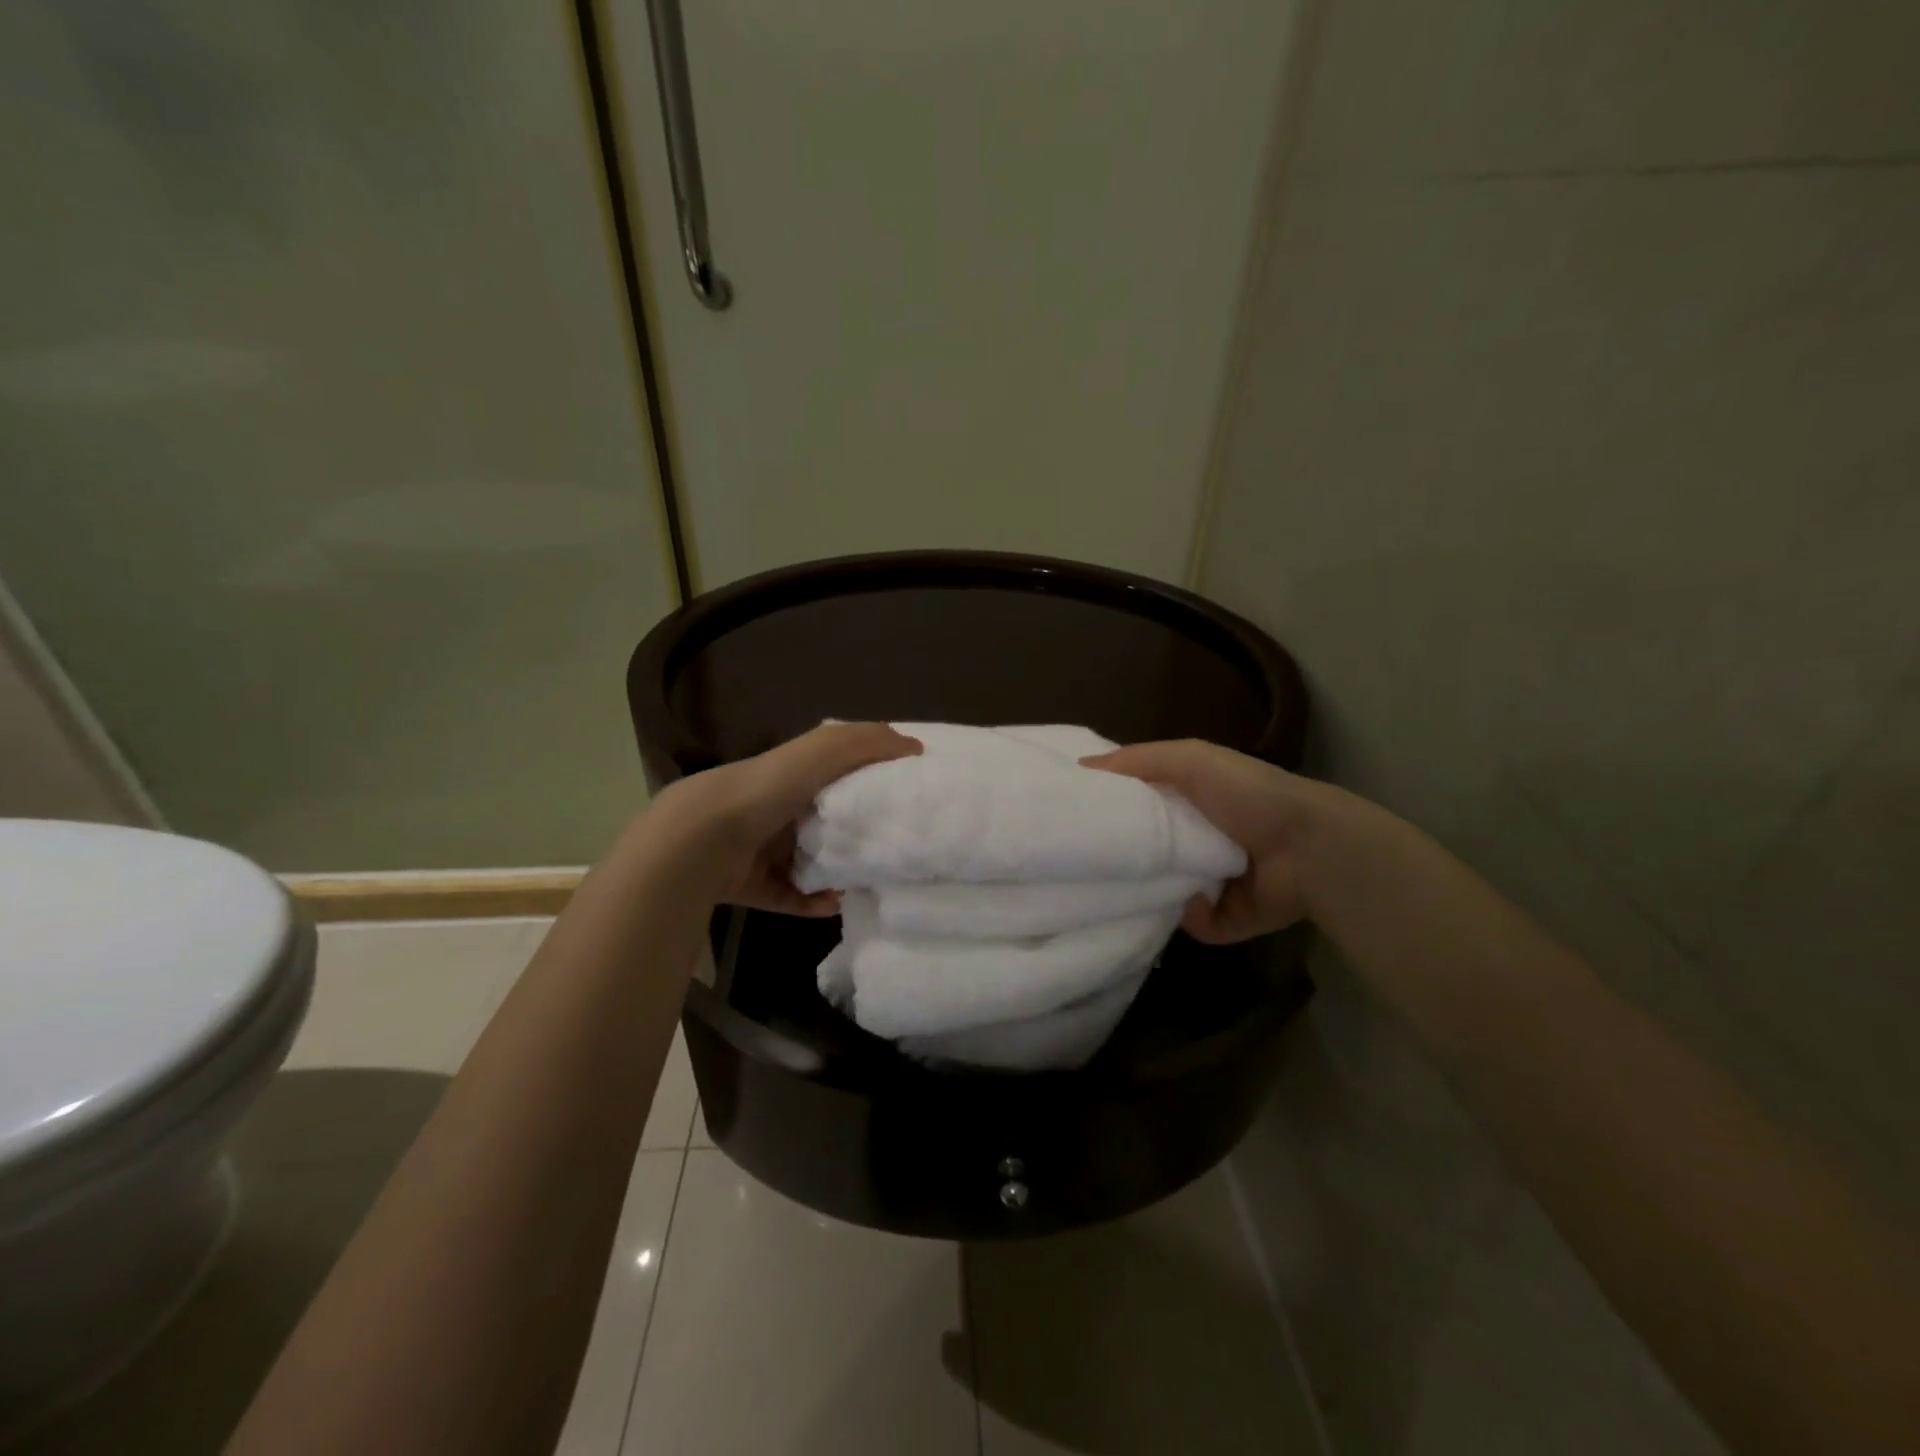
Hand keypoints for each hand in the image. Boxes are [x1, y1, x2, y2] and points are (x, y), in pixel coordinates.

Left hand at [651, 722, 921, 915]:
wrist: (702, 840)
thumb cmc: (767, 789)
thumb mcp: (821, 752)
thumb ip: (865, 743)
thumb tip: (913, 746)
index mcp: (790, 775)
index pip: (833, 773)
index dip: (865, 780)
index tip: (900, 796)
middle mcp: (775, 808)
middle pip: (822, 820)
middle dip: (854, 833)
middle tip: (889, 846)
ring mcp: (761, 849)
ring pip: (808, 861)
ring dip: (836, 872)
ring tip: (866, 880)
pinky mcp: (752, 886)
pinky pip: (790, 896)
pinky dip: (812, 902)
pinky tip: (834, 904)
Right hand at [1083, 739, 1342, 942]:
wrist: (1309, 847)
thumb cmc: (1248, 795)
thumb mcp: (1190, 760)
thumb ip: (1137, 760)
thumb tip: (1080, 768)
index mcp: (1191, 803)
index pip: (1140, 807)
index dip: (1112, 809)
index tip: (1074, 816)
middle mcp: (1200, 842)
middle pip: (1147, 853)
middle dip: (1124, 858)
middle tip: (1089, 862)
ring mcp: (1214, 884)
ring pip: (1165, 894)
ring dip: (1152, 893)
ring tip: (1128, 889)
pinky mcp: (1229, 920)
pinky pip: (1194, 924)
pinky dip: (1192, 915)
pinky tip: (1195, 900)